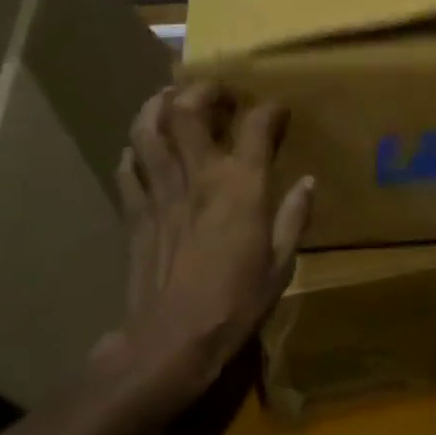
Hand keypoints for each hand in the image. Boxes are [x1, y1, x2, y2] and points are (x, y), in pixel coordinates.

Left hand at [96, 82, 313, 406]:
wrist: (169, 343)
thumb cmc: (234, 305)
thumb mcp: (280, 265)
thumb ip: (294, 217)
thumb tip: (308, 181)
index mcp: (240, 184)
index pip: (257, 125)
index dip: (270, 110)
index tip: (277, 111)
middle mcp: (198, 174)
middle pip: (187, 110)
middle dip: (201, 91)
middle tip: (215, 93)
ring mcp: (160, 190)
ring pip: (147, 129)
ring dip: (157, 106)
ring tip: (170, 100)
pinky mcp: (133, 212)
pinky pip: (128, 168)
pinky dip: (134, 151)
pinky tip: (142, 151)